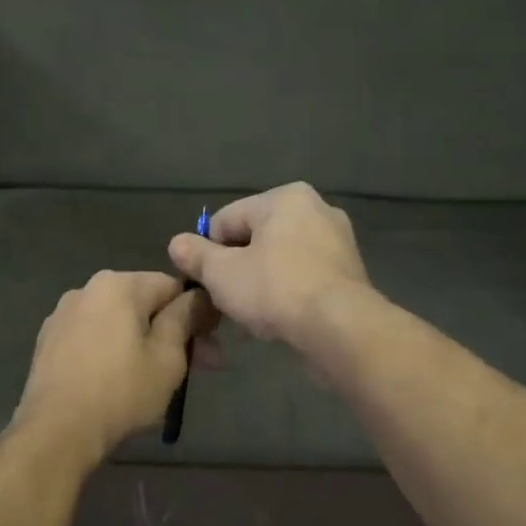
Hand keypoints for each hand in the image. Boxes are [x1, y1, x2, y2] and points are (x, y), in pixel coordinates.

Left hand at [11, 270, 211, 464]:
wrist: (56, 430)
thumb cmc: (121, 391)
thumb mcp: (167, 357)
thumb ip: (185, 318)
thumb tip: (199, 296)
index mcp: (119, 284)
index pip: (173, 286)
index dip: (197, 313)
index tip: (210, 346)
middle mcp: (87, 288)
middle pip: (144, 303)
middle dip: (172, 332)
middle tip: (196, 368)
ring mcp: (63, 314)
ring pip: (117, 321)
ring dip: (142, 342)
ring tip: (157, 378)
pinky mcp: (48, 341)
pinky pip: (93, 337)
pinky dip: (112, 350)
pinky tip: (119, 380)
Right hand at [168, 182, 370, 347]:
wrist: (339, 327)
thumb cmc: (275, 289)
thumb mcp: (221, 273)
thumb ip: (195, 255)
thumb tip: (176, 243)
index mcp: (285, 198)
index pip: (226, 220)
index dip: (208, 252)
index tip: (205, 283)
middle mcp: (316, 210)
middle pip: (255, 240)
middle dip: (236, 271)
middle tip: (224, 303)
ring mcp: (337, 243)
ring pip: (279, 262)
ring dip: (259, 287)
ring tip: (247, 319)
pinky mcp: (349, 275)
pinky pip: (303, 280)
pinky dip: (286, 296)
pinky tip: (274, 323)